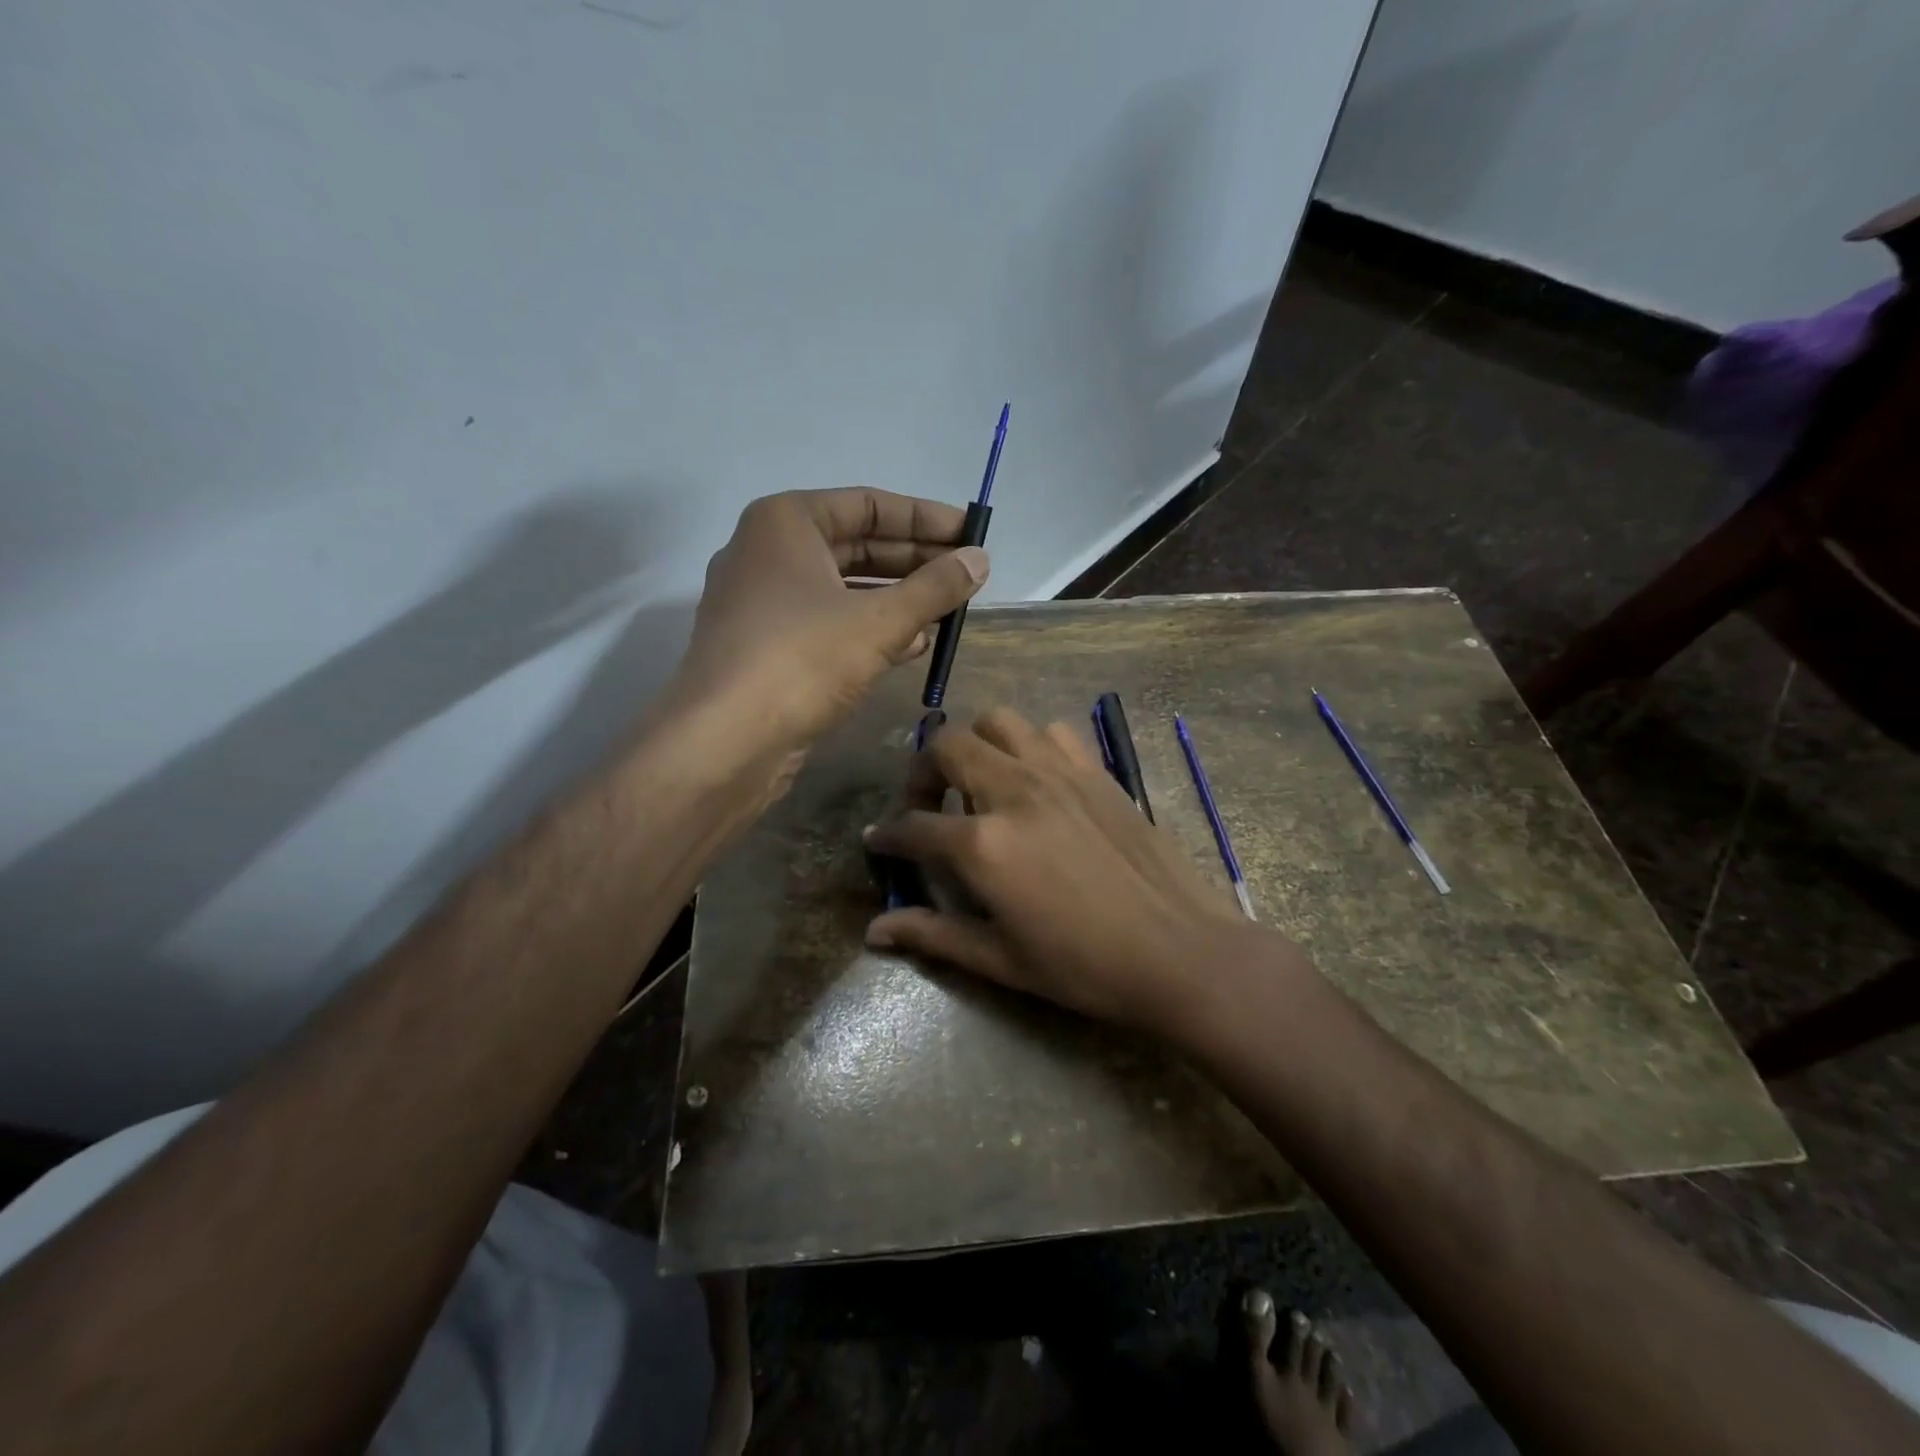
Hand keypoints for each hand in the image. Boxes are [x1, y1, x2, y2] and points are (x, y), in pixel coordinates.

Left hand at [672, 488, 988, 750]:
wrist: (725, 741)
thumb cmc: (802, 659)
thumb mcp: (880, 621)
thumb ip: (935, 587)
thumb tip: (981, 559)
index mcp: (786, 522)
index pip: (869, 505)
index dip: (926, 519)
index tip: (972, 534)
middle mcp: (769, 552)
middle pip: (857, 545)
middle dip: (916, 561)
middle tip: (968, 575)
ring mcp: (764, 602)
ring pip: (845, 588)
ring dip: (898, 599)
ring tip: (948, 612)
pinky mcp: (768, 647)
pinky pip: (829, 624)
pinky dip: (871, 630)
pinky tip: (913, 646)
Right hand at [862, 708, 1302, 1036]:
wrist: (1179, 952)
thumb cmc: (1084, 967)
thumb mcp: (1000, 959)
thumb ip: (933, 934)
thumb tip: (875, 931)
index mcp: (983, 844)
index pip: (914, 826)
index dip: (888, 835)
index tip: (879, 841)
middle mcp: (1015, 791)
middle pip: (946, 746)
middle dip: (922, 772)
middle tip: (927, 805)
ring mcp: (1060, 772)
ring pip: (999, 721)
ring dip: (976, 745)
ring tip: (979, 783)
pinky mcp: (1097, 771)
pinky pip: (1052, 732)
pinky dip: (1031, 745)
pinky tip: (1036, 780)